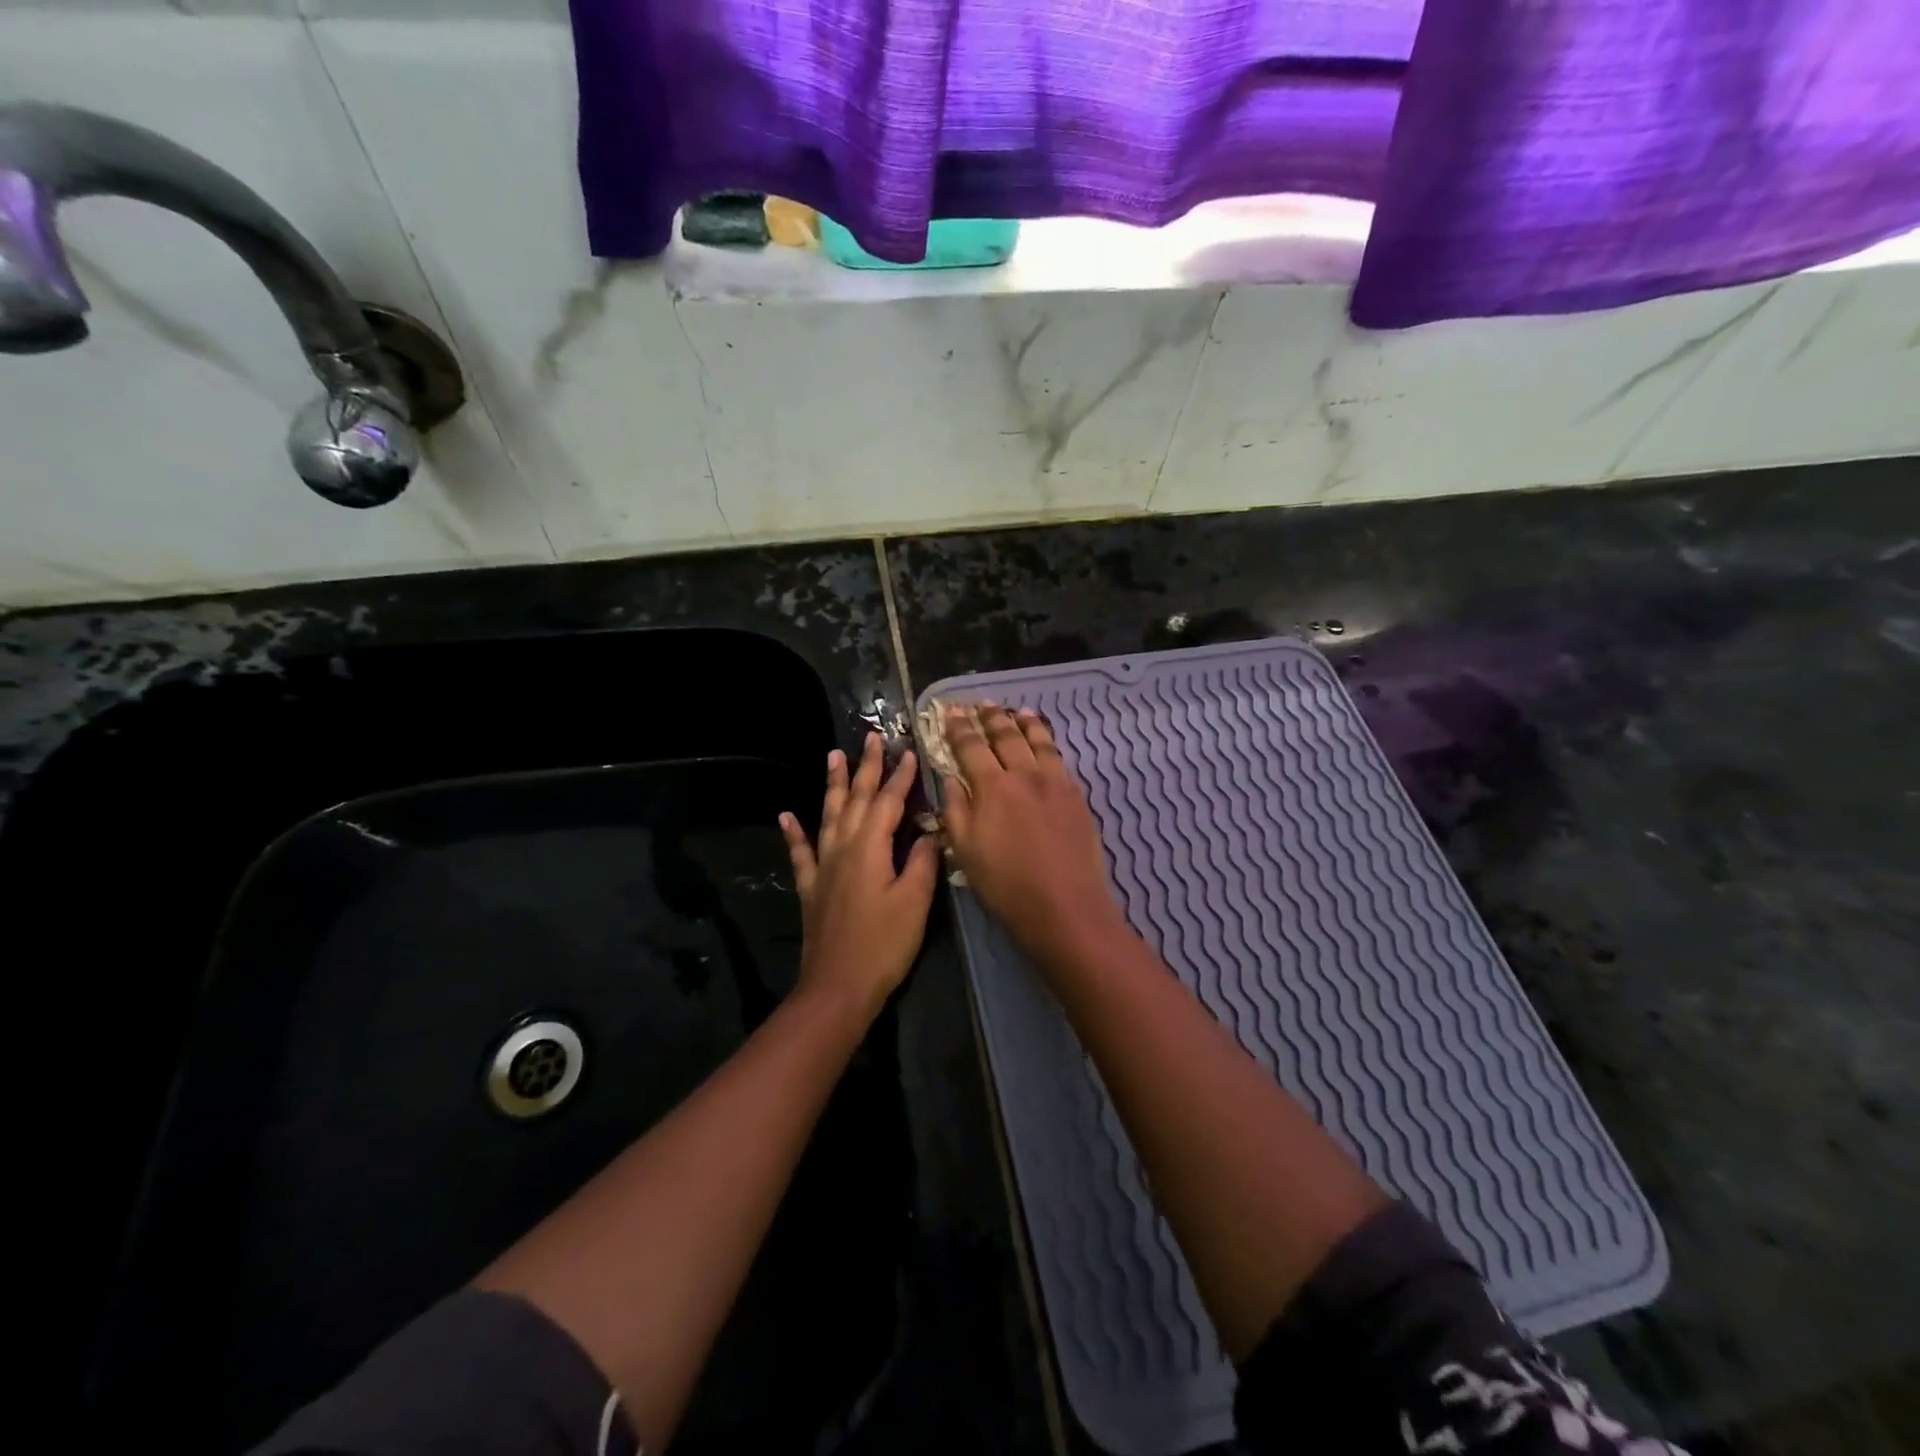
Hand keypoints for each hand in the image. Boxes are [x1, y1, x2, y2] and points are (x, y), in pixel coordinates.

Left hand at [780, 732, 941, 1020]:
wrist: (838, 986)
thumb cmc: (884, 944)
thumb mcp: (915, 901)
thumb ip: (922, 860)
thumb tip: (929, 830)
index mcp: (870, 846)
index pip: (889, 801)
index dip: (901, 776)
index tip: (910, 750)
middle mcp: (843, 846)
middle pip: (855, 798)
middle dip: (866, 767)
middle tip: (871, 738)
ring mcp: (822, 866)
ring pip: (828, 814)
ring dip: (832, 784)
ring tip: (832, 755)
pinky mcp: (810, 887)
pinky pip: (801, 852)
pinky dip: (793, 832)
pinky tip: (786, 815)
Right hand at [940, 704, 1127, 963]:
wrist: (1065, 905)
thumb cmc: (1005, 884)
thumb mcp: (964, 850)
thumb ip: (955, 808)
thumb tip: (950, 777)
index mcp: (992, 787)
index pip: (971, 747)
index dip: (959, 728)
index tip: (951, 713)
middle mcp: (1024, 774)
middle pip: (1007, 736)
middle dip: (992, 718)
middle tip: (983, 705)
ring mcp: (1055, 783)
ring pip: (1039, 741)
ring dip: (1025, 723)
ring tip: (1018, 711)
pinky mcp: (1076, 796)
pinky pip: (1060, 759)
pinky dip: (1048, 743)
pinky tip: (1046, 744)